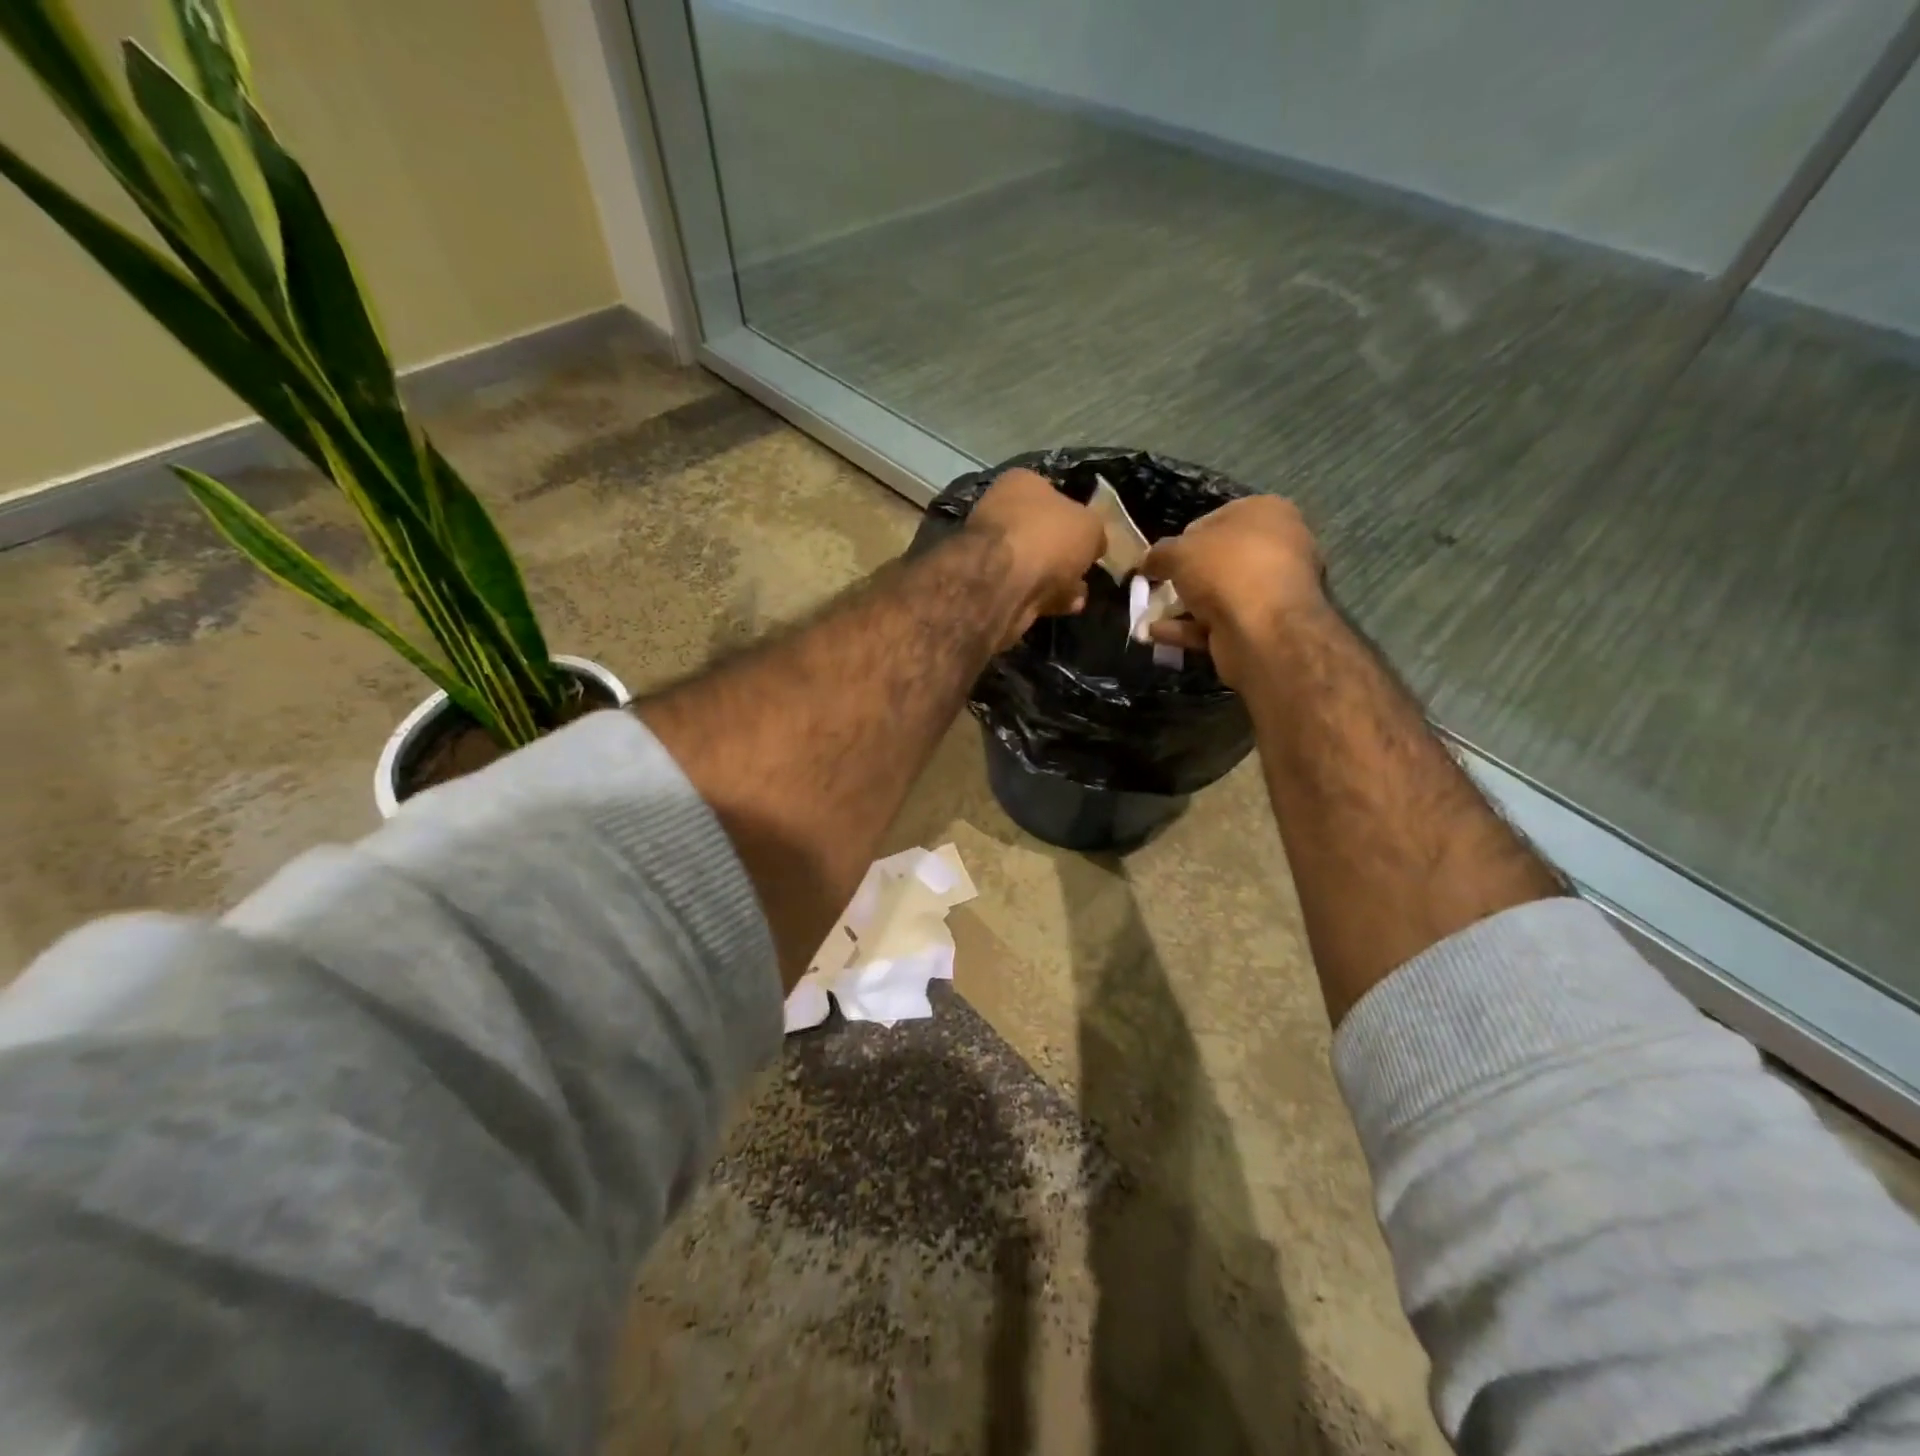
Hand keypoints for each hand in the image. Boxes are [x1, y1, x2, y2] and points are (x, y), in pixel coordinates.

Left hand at [966, 467, 1104, 648]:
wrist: (1003, 583)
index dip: (1076, 516)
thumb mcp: (1090, 526)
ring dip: (1060, 580)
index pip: (1053, 494)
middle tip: (1086, 569)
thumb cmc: (1048, 537)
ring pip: (1035, 564)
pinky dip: (1046, 597)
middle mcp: (1000, 511)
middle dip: (1066, 554)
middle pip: (1043, 532)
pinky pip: (1027, 588)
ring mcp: (991, 550)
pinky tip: (1065, 607)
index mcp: (1020, 483)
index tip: (1091, 538)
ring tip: (1080, 595)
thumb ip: (1094, 532)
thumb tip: (1093, 543)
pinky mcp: (989, 585)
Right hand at [1138, 495, 1326, 686]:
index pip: (1214, 520)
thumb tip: (1147, 563)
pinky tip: (1158, 634)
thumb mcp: (1178, 552)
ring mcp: (1275, 588)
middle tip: (1157, 588)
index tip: (1161, 561)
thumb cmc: (1225, 571)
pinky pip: (1223, 621)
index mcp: (1266, 512)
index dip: (1182, 541)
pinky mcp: (1267, 625)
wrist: (1265, 631)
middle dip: (1185, 577)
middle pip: (1218, 560)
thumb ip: (1158, 554)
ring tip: (1149, 616)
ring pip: (1219, 594)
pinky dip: (1190, 627)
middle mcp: (1279, 545)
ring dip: (1183, 606)